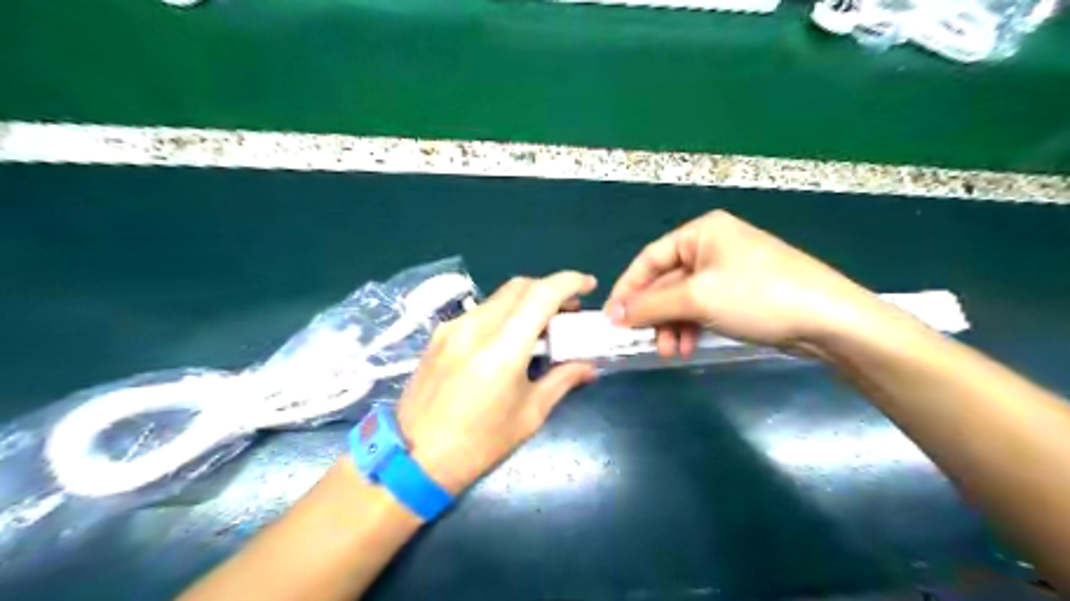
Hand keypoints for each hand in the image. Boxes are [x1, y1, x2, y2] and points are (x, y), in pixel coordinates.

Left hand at [395, 269, 596, 491]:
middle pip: (520, 286)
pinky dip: (503, 315)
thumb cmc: (479, 444)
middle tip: (568, 310)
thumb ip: (562, 380)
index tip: (588, 285)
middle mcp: (475, 327)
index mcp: (502, 349)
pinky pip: (479, 312)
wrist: (413, 458)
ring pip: (498, 297)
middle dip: (549, 290)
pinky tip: (508, 339)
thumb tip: (588, 366)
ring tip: (541, 326)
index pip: (540, 295)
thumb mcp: (529, 414)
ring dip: (526, 302)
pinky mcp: (439, 334)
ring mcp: (452, 327)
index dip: (569, 282)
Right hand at [604, 208, 890, 355]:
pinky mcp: (741, 294)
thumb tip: (614, 315)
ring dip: (672, 325)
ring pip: (683, 299)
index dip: (628, 288)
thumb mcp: (697, 298)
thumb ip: (651, 305)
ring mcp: (728, 271)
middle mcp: (712, 247)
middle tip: (643, 341)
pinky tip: (688, 347)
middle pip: (666, 282)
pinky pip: (703, 308)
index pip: (650, 258)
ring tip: (671, 351)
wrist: (829, 320)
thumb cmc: (757, 295)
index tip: (612, 318)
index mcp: (701, 233)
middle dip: (654, 314)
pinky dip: (692, 327)